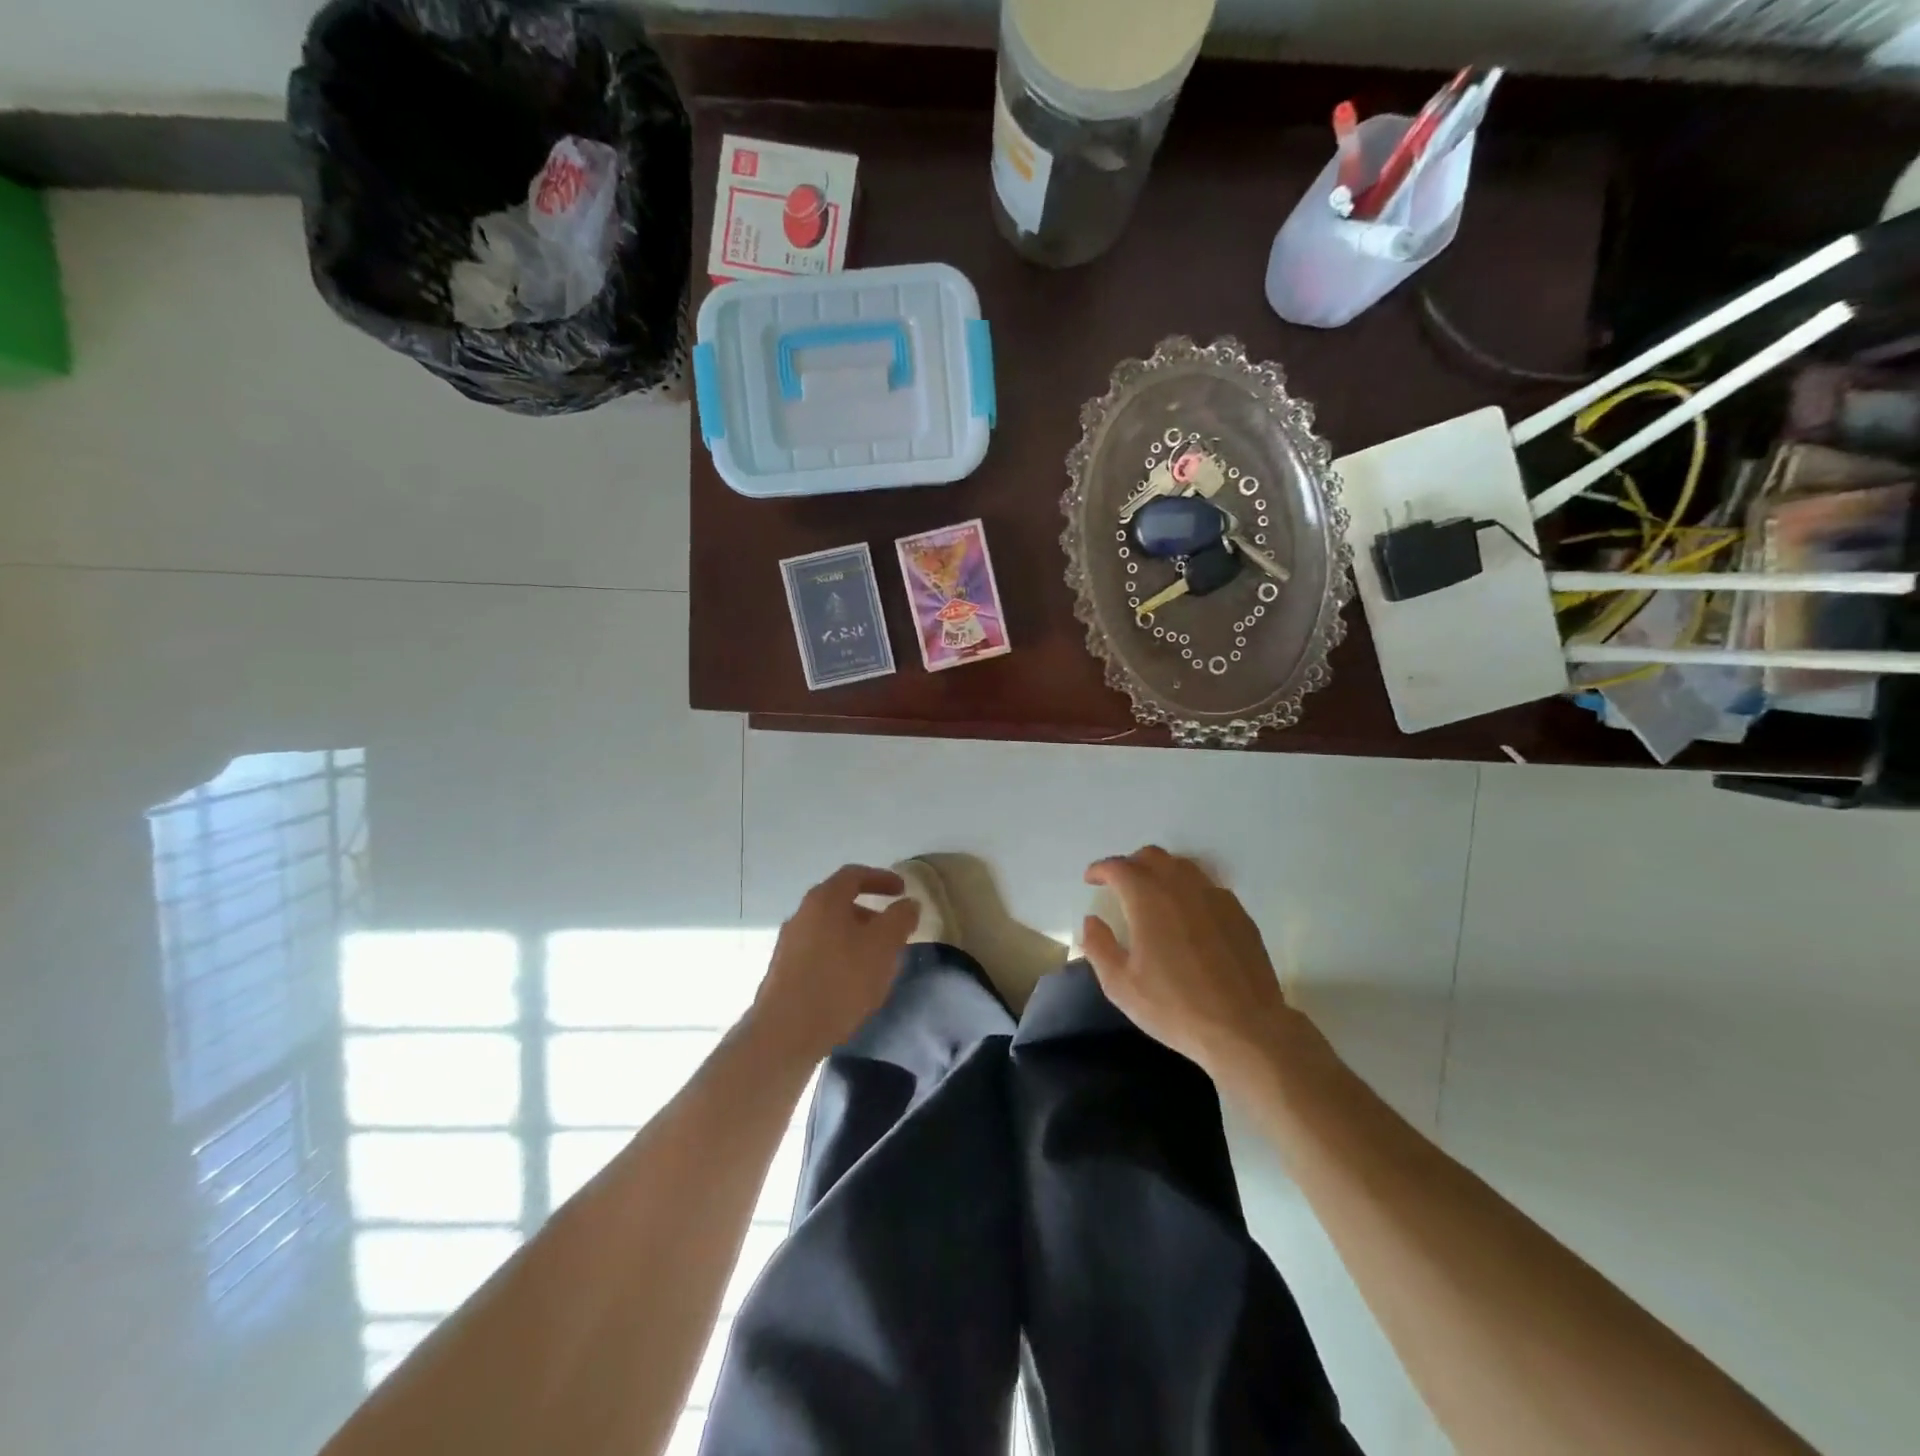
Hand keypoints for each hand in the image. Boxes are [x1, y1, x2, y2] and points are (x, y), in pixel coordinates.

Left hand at [750, 865, 918, 1061]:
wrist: (786, 1032)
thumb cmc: (840, 980)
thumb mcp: (883, 946)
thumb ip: (900, 919)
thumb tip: (908, 903)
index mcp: (824, 899)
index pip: (854, 875)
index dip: (881, 878)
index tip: (902, 889)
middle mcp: (802, 914)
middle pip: (840, 902)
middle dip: (870, 912)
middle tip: (892, 929)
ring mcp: (789, 943)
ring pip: (829, 929)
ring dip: (855, 937)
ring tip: (876, 960)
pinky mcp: (783, 971)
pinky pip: (819, 952)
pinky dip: (840, 956)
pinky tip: (852, 982)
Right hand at [1079, 846, 1309, 1080]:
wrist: (1245, 1029)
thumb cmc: (1175, 1007)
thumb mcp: (1121, 986)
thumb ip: (1099, 947)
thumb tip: (1092, 920)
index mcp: (1148, 899)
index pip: (1119, 867)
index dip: (1101, 869)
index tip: (1091, 879)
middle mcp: (1181, 887)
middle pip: (1152, 857)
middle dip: (1130, 864)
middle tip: (1119, 885)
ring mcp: (1215, 897)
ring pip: (1182, 866)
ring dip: (1161, 872)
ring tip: (1153, 895)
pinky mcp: (1238, 913)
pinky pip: (1207, 887)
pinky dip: (1188, 890)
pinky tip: (1187, 916)